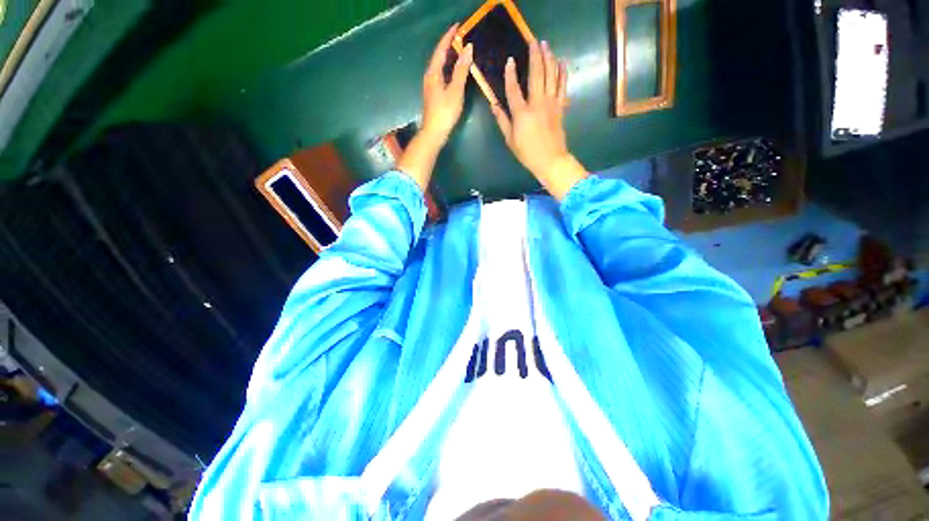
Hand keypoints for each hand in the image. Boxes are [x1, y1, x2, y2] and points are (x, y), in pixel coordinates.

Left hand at [421, 24, 473, 141]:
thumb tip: (467, 49)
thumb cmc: (445, 112)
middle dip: (449, 45)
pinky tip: (455, 72)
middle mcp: (429, 77)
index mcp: (433, 73)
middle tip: (461, 38)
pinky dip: (448, 69)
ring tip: (460, 51)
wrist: (434, 133)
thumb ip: (461, 70)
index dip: (449, 36)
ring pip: (440, 67)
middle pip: (439, 57)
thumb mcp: (455, 90)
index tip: (458, 26)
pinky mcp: (433, 95)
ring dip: (449, 58)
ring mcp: (430, 87)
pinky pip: (441, 75)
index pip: (441, 49)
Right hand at [491, 40, 586, 199]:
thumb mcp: (510, 140)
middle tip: (533, 42)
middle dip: (535, 56)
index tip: (510, 61)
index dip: (510, 74)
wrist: (550, 160)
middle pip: (536, 75)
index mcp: (522, 114)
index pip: (514, 89)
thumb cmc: (527, 153)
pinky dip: (562, 73)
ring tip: (546, 46)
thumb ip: (502, 121)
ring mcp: (551, 104)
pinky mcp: (560, 107)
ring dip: (549, 58)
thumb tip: (494, 105)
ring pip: (551, 76)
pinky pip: (562, 86)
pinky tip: (561, 63)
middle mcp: (537, 104)